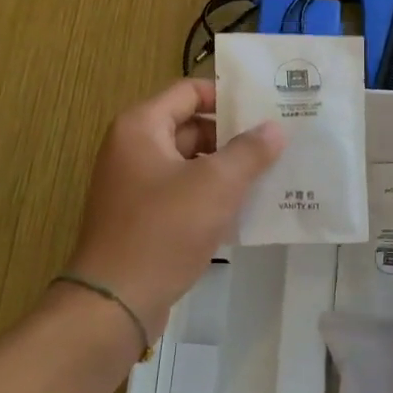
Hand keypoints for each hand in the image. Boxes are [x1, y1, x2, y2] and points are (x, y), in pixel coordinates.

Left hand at [65, 79, 283, 336]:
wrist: (115, 302)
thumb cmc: (164, 230)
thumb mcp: (216, 185)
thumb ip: (249, 151)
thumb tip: (275, 127)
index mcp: (141, 127)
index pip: (189, 91)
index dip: (228, 96)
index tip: (266, 108)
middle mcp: (132, 148)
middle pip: (190, 126)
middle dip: (233, 136)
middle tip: (277, 144)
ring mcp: (134, 184)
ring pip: (189, 163)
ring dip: (226, 169)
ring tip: (271, 175)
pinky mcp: (142, 217)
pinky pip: (182, 193)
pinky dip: (211, 196)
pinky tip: (246, 209)